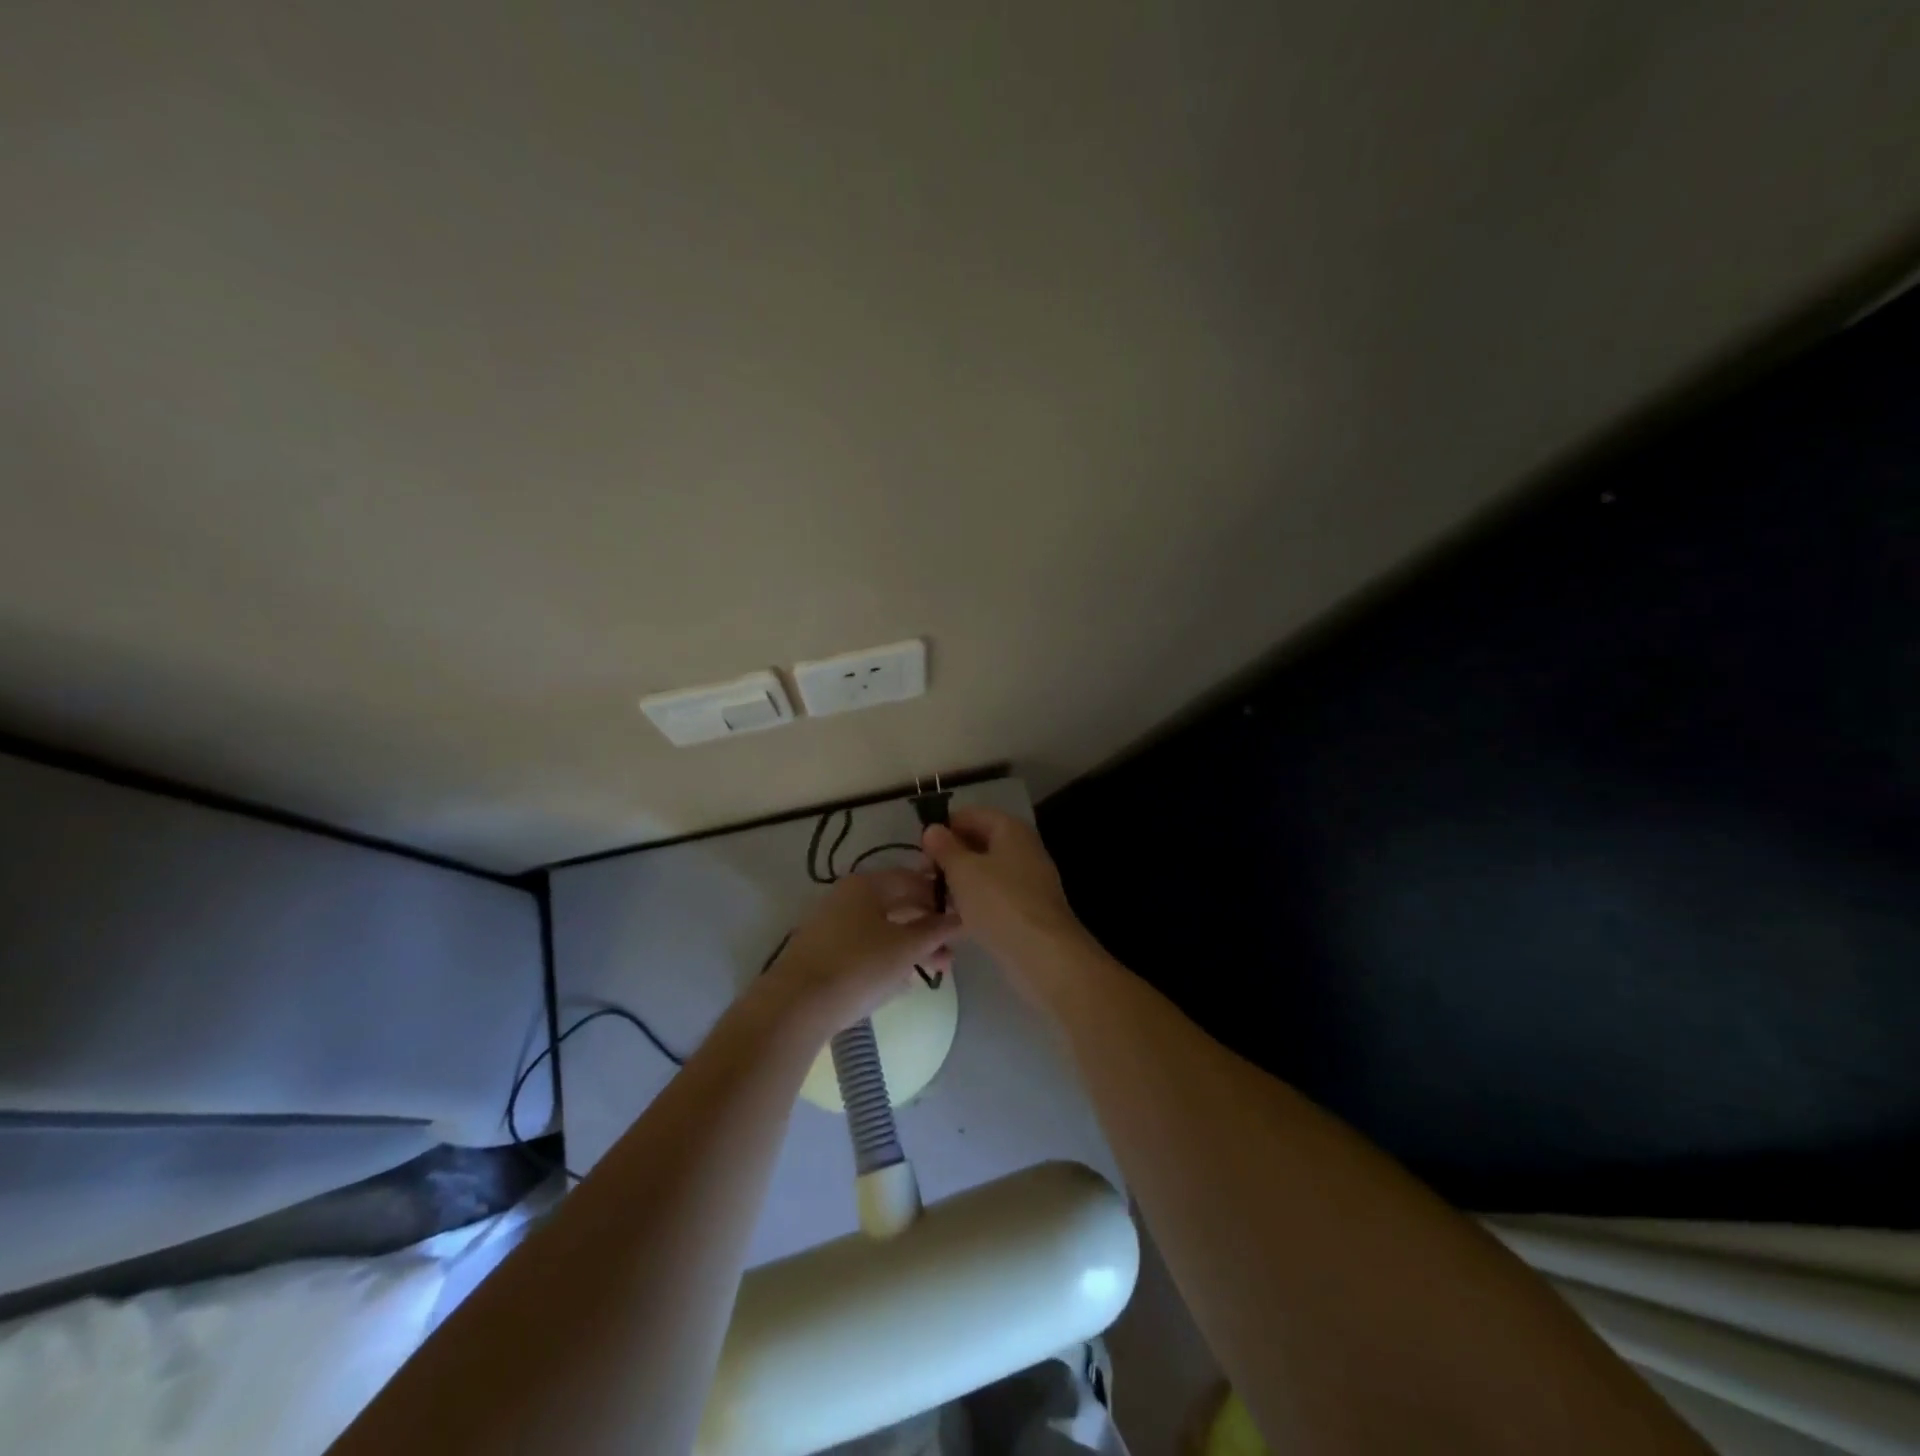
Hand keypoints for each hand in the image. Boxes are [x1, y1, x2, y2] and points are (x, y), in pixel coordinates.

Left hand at [759, 869, 960, 1038]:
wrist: (795, 1006)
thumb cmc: (858, 966)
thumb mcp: (906, 948)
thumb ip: (936, 930)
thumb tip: (959, 918)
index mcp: (867, 884)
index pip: (912, 879)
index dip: (939, 896)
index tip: (962, 918)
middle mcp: (846, 897)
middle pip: (897, 905)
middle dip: (927, 928)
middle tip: (951, 953)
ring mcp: (831, 925)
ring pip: (882, 929)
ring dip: (911, 947)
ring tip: (934, 972)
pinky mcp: (823, 953)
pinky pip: (864, 948)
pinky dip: (887, 959)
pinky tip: (902, 982)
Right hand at [921, 808, 1090, 990]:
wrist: (1043, 954)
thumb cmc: (1000, 902)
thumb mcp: (963, 871)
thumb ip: (944, 848)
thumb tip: (932, 829)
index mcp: (1010, 829)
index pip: (971, 814)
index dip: (944, 828)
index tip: (921, 850)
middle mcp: (1022, 848)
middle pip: (979, 842)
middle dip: (950, 856)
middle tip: (924, 876)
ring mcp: (1027, 879)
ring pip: (985, 871)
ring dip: (960, 881)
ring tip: (933, 899)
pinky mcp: (1026, 908)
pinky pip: (994, 896)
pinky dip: (974, 902)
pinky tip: (954, 919)